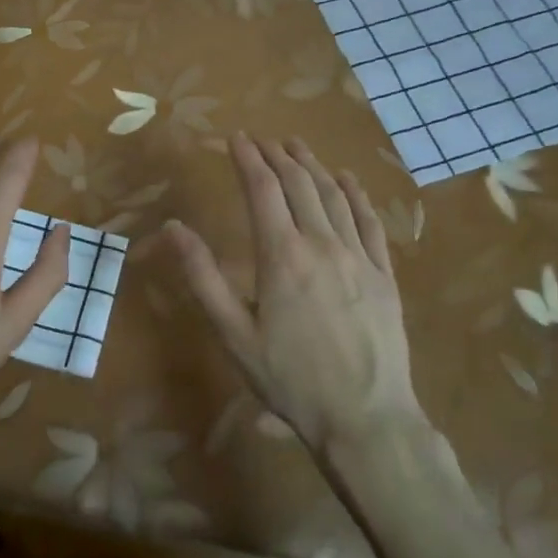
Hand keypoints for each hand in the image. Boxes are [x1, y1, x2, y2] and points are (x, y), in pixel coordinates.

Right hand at [164, 133, 419, 450]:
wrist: (366, 419)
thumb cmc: (290, 379)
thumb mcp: (233, 334)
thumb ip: (202, 277)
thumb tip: (173, 228)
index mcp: (281, 255)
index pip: (262, 189)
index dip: (247, 158)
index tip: (236, 138)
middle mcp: (321, 243)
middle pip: (299, 184)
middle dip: (277, 155)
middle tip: (263, 139)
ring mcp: (358, 256)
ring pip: (334, 195)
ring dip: (313, 165)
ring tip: (297, 146)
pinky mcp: (384, 275)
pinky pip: (370, 221)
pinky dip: (356, 194)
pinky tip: (348, 180)